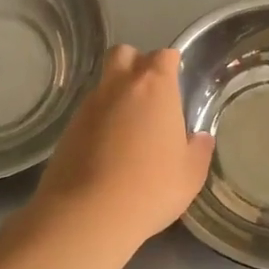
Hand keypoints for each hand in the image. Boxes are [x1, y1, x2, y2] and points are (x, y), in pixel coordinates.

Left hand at [30, 45, 214, 249]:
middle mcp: (118, 86)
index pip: (163, 56)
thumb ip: (199, 150)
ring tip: (130, 128)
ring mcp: (88, 106)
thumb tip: (200, 138)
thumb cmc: (151, 187)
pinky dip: (100, 121)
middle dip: (136, 63)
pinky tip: (108, 149)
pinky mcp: (67, 129)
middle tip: (150, 94)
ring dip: (116, 95)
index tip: (177, 82)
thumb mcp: (190, 174)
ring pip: (103, 84)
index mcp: (154, 87)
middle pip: (124, 54)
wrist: (88, 213)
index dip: (171, 64)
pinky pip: (88, 112)